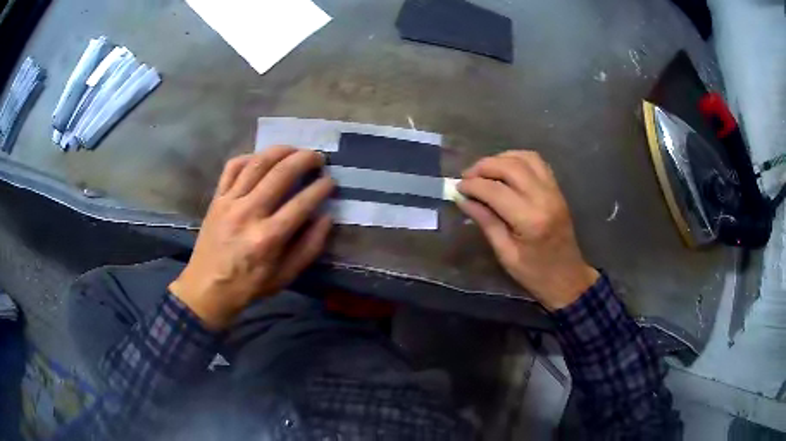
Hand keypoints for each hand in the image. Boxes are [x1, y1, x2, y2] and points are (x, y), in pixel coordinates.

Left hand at [169, 147, 334, 329]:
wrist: (207, 289)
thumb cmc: (248, 286)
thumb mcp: (285, 277)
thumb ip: (309, 248)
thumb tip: (326, 218)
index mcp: (268, 238)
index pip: (302, 202)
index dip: (321, 188)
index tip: (331, 181)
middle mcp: (249, 213)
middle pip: (281, 174)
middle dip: (305, 160)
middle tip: (318, 158)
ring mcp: (229, 202)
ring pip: (257, 164)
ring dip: (280, 151)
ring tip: (295, 150)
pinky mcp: (217, 199)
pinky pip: (232, 167)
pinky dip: (249, 157)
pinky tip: (261, 159)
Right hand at [457, 151, 598, 310]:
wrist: (568, 278)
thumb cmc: (535, 273)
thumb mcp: (505, 253)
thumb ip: (486, 222)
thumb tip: (463, 199)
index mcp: (530, 220)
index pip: (495, 190)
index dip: (473, 185)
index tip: (457, 187)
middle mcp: (544, 198)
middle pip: (511, 166)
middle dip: (484, 166)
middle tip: (467, 176)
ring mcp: (554, 191)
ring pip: (525, 158)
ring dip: (501, 158)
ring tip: (485, 171)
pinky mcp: (557, 190)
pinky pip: (537, 163)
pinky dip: (518, 159)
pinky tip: (505, 170)